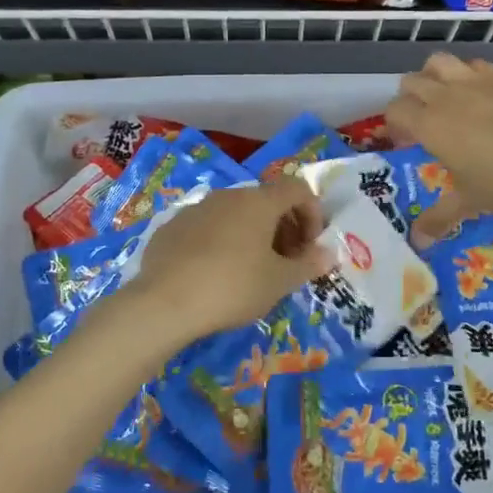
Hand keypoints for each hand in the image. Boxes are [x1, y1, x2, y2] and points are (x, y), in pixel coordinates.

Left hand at [121, 179, 336, 344]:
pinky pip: (207, 228)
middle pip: (266, 201)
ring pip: (235, 214)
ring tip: (252, 271)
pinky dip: (221, 243)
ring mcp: (196, 209)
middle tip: (286, 263)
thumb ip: (308, 265)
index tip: (310, 247)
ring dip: (253, 235)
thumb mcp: (279, 282)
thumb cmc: (233, 287)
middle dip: (284, 227)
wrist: (164, 303)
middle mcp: (228, 196)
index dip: (312, 214)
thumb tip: (328, 254)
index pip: (298, 189)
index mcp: (259, 201)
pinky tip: (215, 274)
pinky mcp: (171, 228)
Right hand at [384, 53, 492, 242]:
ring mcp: (478, 81)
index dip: (394, 125)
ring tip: (446, 99)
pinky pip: (477, 66)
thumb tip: (418, 241)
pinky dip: (470, 76)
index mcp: (430, 124)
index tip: (406, 142)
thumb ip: (440, 216)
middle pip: (412, 81)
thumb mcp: (471, 202)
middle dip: (410, 99)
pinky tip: (483, 96)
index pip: (395, 110)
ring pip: (440, 62)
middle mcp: (447, 95)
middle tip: (423, 123)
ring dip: (434, 76)